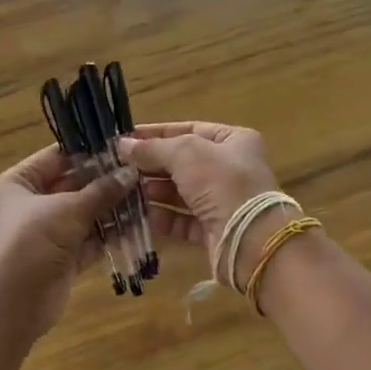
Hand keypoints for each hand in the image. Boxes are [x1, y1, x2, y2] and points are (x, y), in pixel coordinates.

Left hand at [0, 145, 137, 335]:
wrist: (15, 301)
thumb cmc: (34, 240)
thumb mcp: (69, 209)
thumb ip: (102, 190)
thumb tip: (132, 172)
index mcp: (19, 182)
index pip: (56, 158)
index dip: (88, 152)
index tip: (122, 148)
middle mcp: (30, 204)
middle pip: (72, 186)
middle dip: (105, 183)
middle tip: (141, 173)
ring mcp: (47, 233)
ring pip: (84, 214)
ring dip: (111, 209)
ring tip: (146, 197)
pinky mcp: (62, 258)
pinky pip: (89, 240)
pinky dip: (109, 234)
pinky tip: (138, 225)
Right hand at [120, 122, 283, 279]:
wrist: (250, 239)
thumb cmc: (222, 183)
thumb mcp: (185, 154)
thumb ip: (152, 148)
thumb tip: (123, 145)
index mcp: (234, 141)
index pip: (190, 130)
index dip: (157, 134)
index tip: (127, 140)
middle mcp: (231, 169)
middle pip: (183, 163)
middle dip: (152, 165)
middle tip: (120, 167)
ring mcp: (224, 201)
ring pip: (181, 193)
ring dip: (154, 191)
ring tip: (125, 190)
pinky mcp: (214, 230)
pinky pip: (183, 220)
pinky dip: (163, 218)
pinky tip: (140, 215)